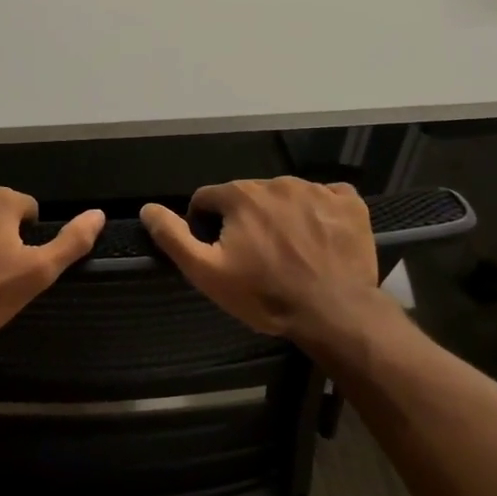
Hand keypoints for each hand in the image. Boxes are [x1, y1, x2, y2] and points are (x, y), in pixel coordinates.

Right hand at [141, 178, 378, 342]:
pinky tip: (319, 239)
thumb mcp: (207, 273)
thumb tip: (147, 209)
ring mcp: (317, 190)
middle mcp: (277, 183)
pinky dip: (319, 213)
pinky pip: (326, 197)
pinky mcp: (349, 203)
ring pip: (285, 196)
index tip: (220, 253)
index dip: (207, 225)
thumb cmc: (264, 295)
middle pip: (248, 196)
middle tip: (256, 257)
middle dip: (245, 220)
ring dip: (281, 216)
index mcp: (240, 195)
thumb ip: (174, 237)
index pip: (207, 199)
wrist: (333, 312)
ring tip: (289, 252)